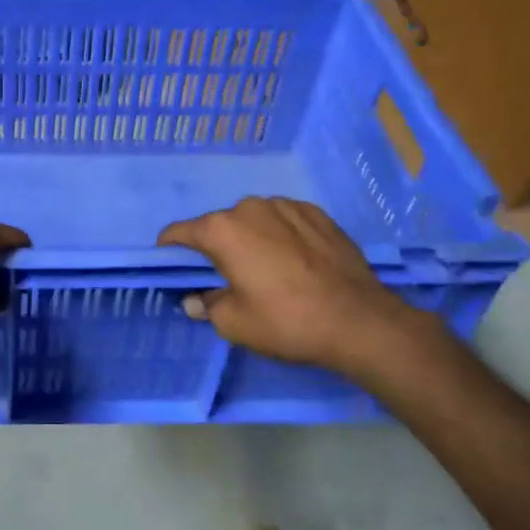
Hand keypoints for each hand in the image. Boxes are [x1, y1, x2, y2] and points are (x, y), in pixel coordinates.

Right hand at [158, 197, 432, 382]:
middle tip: (228, 277)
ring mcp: (286, 206)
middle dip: (217, 247)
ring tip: (268, 269)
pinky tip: (296, 262)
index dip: (170, 250)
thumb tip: (195, 300)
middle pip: (219, 225)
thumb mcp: (234, 323)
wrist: (359, 321)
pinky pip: (285, 221)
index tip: (172, 266)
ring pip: (254, 220)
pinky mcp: (317, 213)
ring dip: (252, 238)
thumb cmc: (286, 321)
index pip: (179, 233)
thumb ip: (207, 306)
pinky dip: (281, 236)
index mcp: (221, 230)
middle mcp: (249, 207)